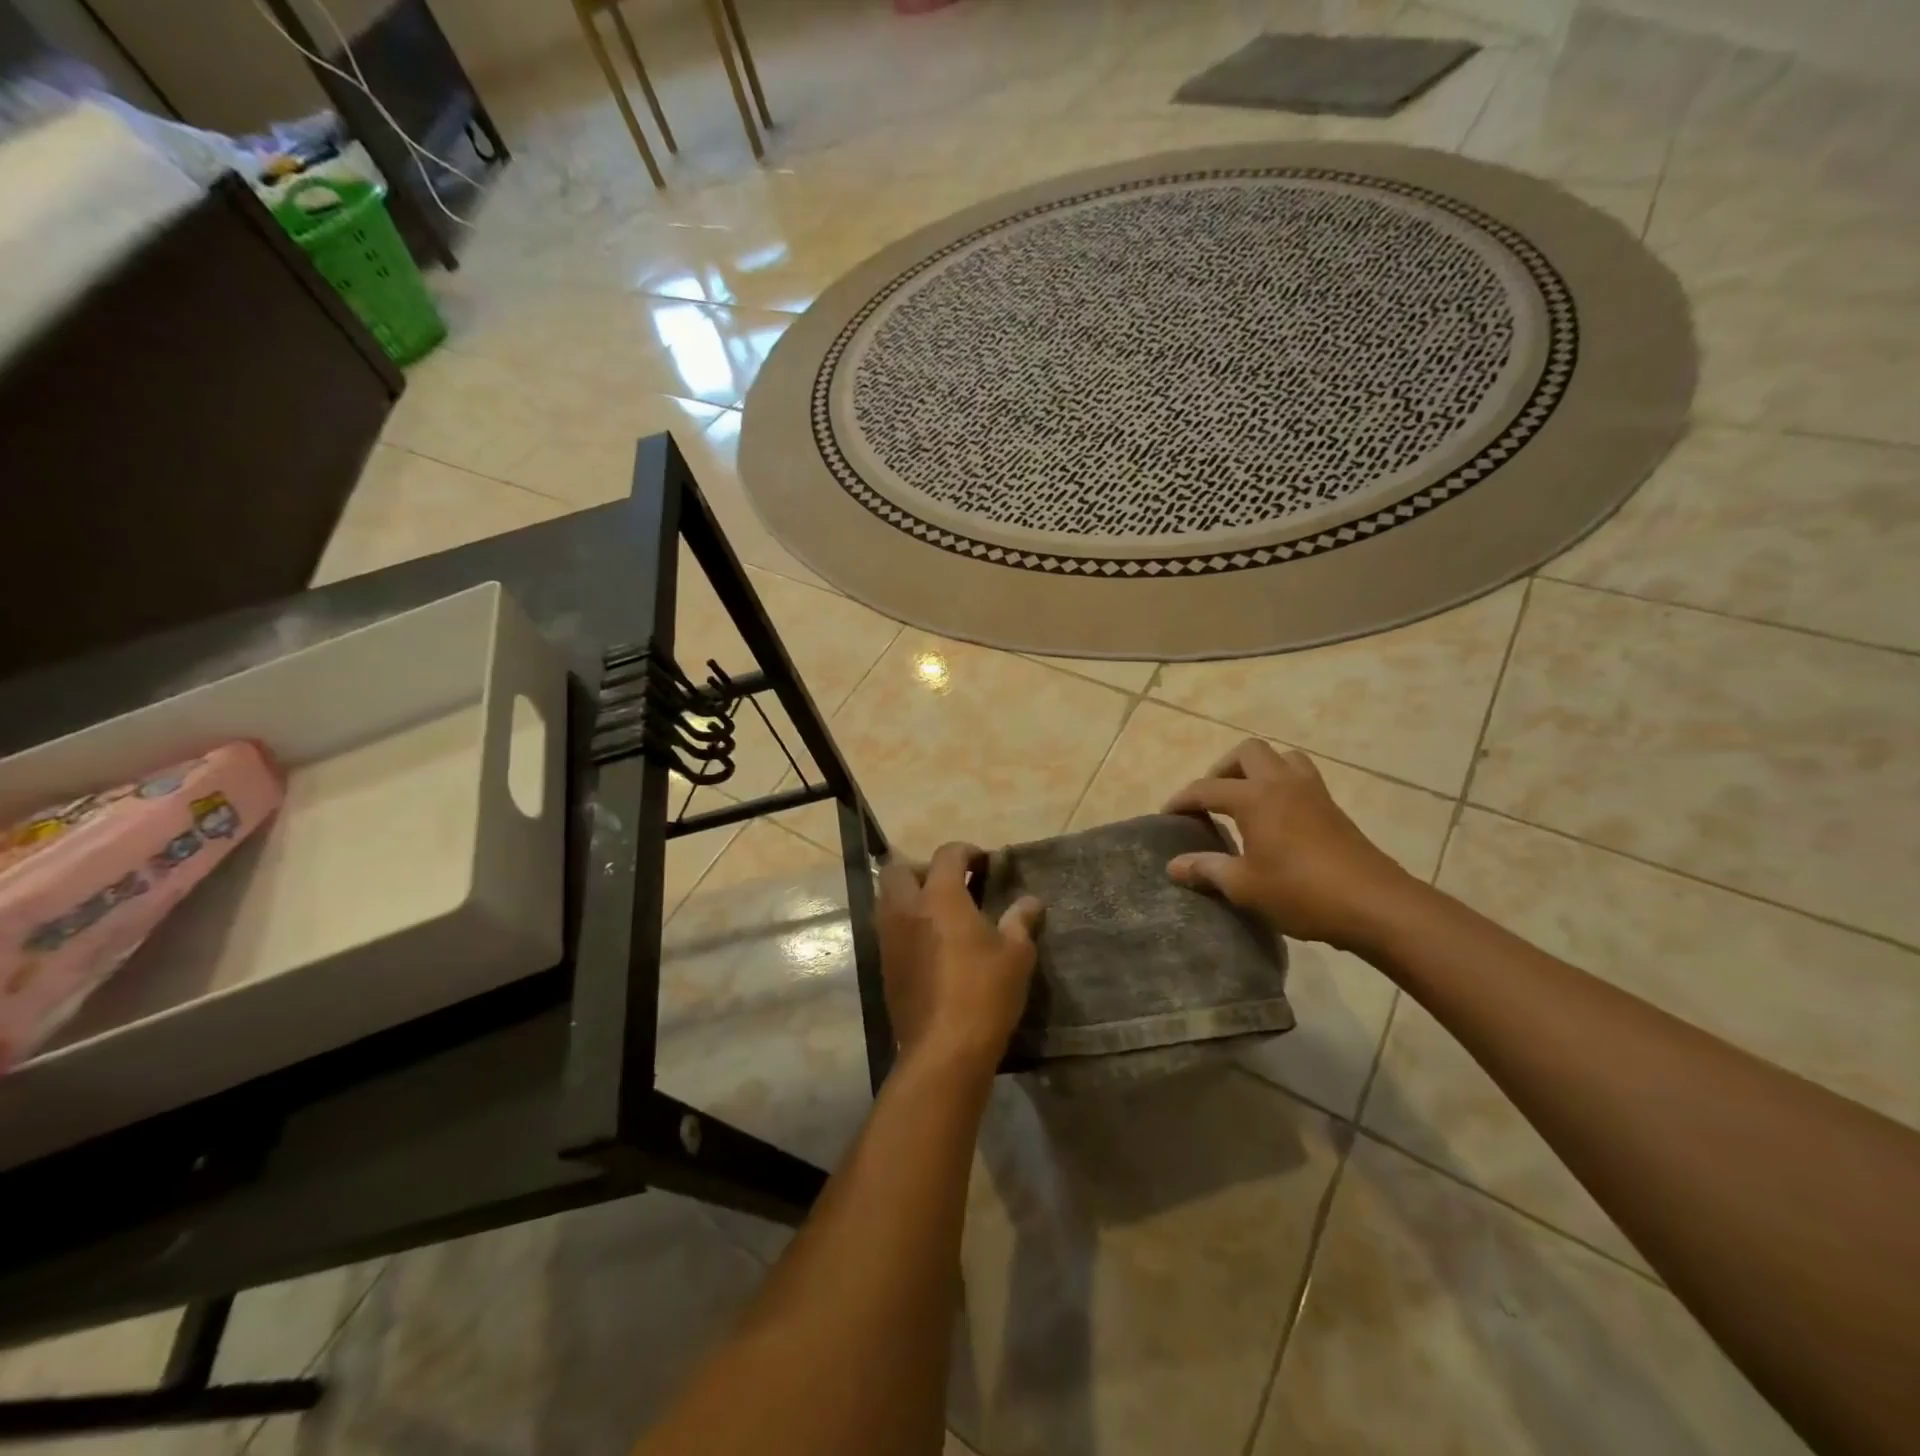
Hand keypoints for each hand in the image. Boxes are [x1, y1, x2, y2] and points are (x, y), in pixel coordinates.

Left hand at [877, 843, 1043, 1074]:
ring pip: (888, 899)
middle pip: (900, 870)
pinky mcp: (884, 966)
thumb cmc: (984, 994)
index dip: (966, 852)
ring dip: (910, 896)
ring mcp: (890, 938)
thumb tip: (1030, 902)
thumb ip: (1020, 921)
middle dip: (924, 869)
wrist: (944, 1050)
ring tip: (941, 914)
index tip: (984, 862)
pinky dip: (906, 925)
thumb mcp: (1016, 955)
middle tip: (952, 885)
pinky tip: (932, 945)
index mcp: (940, 897)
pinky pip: (889, 929)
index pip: (946, 855)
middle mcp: (907, 910)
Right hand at [1164, 740, 1418, 952]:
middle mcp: (1282, 783)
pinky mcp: (1333, 808)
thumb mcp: (1244, 886)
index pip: (1206, 788)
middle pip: (1247, 752)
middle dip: (1222, 770)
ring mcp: (1312, 792)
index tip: (1166, 815)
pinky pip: (1300, 777)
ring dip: (1258, 770)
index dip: (1182, 800)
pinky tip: (1276, 818)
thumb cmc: (1301, 892)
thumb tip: (1173, 866)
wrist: (1374, 904)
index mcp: (1255, 797)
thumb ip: (1206, 869)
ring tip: (1245, 800)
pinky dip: (1281, 785)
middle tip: (1212, 800)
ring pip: (1280, 758)